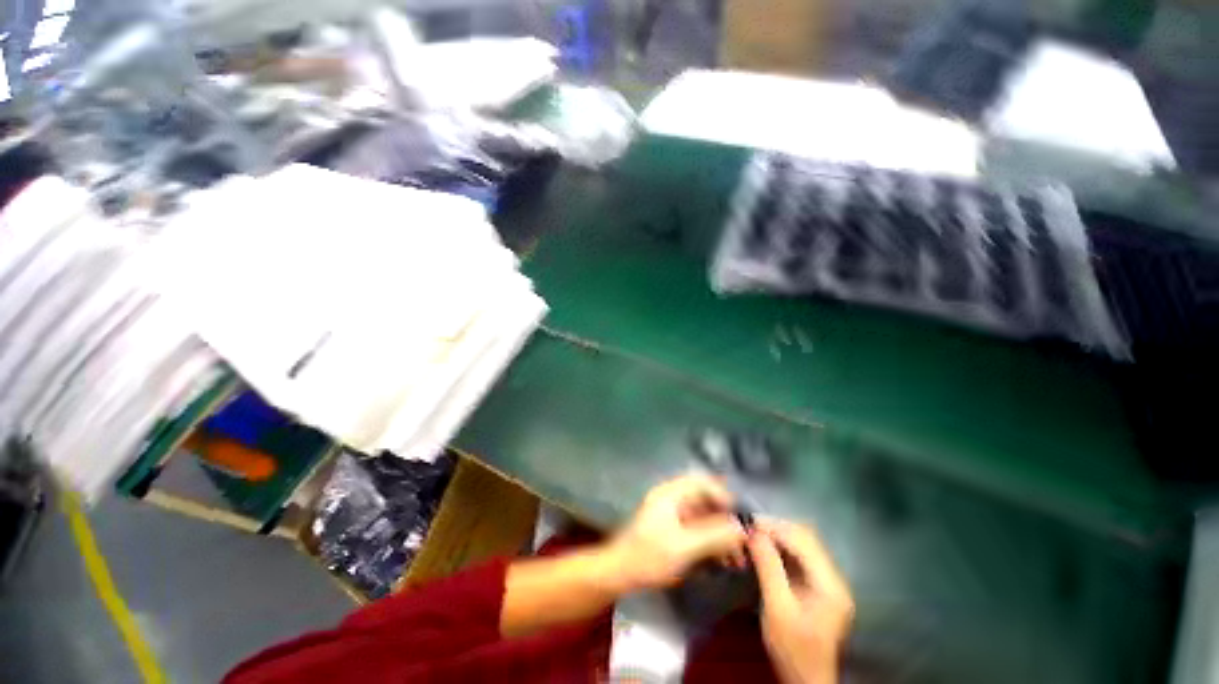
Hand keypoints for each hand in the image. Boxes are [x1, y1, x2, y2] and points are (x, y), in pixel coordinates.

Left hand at [602, 473, 746, 590]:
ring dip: (722, 535)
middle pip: (705, 501)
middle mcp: (672, 498)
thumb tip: (742, 528)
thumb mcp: (684, 547)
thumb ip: (714, 535)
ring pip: (704, 518)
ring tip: (737, 559)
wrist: (619, 573)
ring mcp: (672, 514)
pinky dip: (711, 543)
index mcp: (671, 493)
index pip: (702, 482)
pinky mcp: (673, 530)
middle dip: (726, 521)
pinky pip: (698, 530)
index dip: (723, 496)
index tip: (741, 517)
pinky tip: (723, 561)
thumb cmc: (649, 556)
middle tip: (744, 543)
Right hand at [750, 520, 853, 683]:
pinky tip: (765, 548)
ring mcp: (828, 582)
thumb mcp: (777, 608)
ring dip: (779, 536)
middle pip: (807, 538)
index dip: (777, 527)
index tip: (751, 522)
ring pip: (803, 544)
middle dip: (777, 528)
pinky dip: (781, 547)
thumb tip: (754, 533)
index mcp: (830, 585)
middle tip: (751, 527)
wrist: (805, 679)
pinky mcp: (818, 586)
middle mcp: (834, 579)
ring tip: (755, 534)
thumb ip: (768, 568)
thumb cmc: (792, 649)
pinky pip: (800, 556)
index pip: (804, 541)